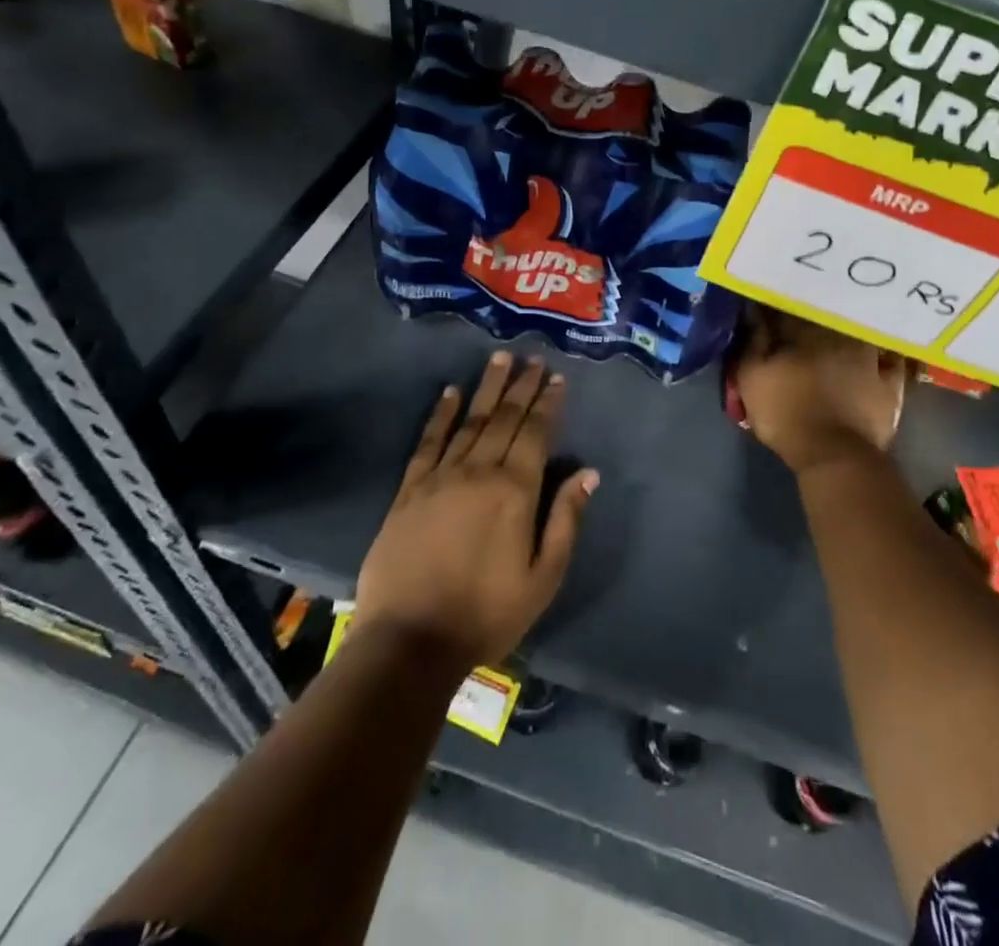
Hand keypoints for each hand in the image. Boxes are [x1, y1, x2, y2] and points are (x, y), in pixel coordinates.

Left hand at [355, 352, 596, 672]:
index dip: (547, 403)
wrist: (410, 642)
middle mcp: (479, 472)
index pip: (536, 433)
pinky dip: (441, 415)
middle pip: (505, 419)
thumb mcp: (543, 577)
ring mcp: (440, 478)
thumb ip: (566, 520)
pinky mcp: (409, 490)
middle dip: (521, 385)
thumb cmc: (487, 613)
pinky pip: (428, 442)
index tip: (556, 377)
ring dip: (487, 388)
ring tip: (499, 358)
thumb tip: (589, 472)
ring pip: (470, 421)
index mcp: (516, 491)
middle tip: (531, 356)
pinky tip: (450, 393)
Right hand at [732, 306, 909, 472]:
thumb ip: (752, 343)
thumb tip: (755, 314)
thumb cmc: (785, 414)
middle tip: (806, 318)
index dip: (778, 308)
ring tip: (842, 331)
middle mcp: (838, 335)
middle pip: (825, 316)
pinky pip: (890, 360)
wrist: (834, 454)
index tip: (770, 309)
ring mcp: (869, 357)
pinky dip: (884, 354)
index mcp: (802, 332)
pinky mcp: (889, 382)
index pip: (788, 310)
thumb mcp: (751, 379)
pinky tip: (880, 352)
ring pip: (859, 331)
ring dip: (850, 327)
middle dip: (814, 313)